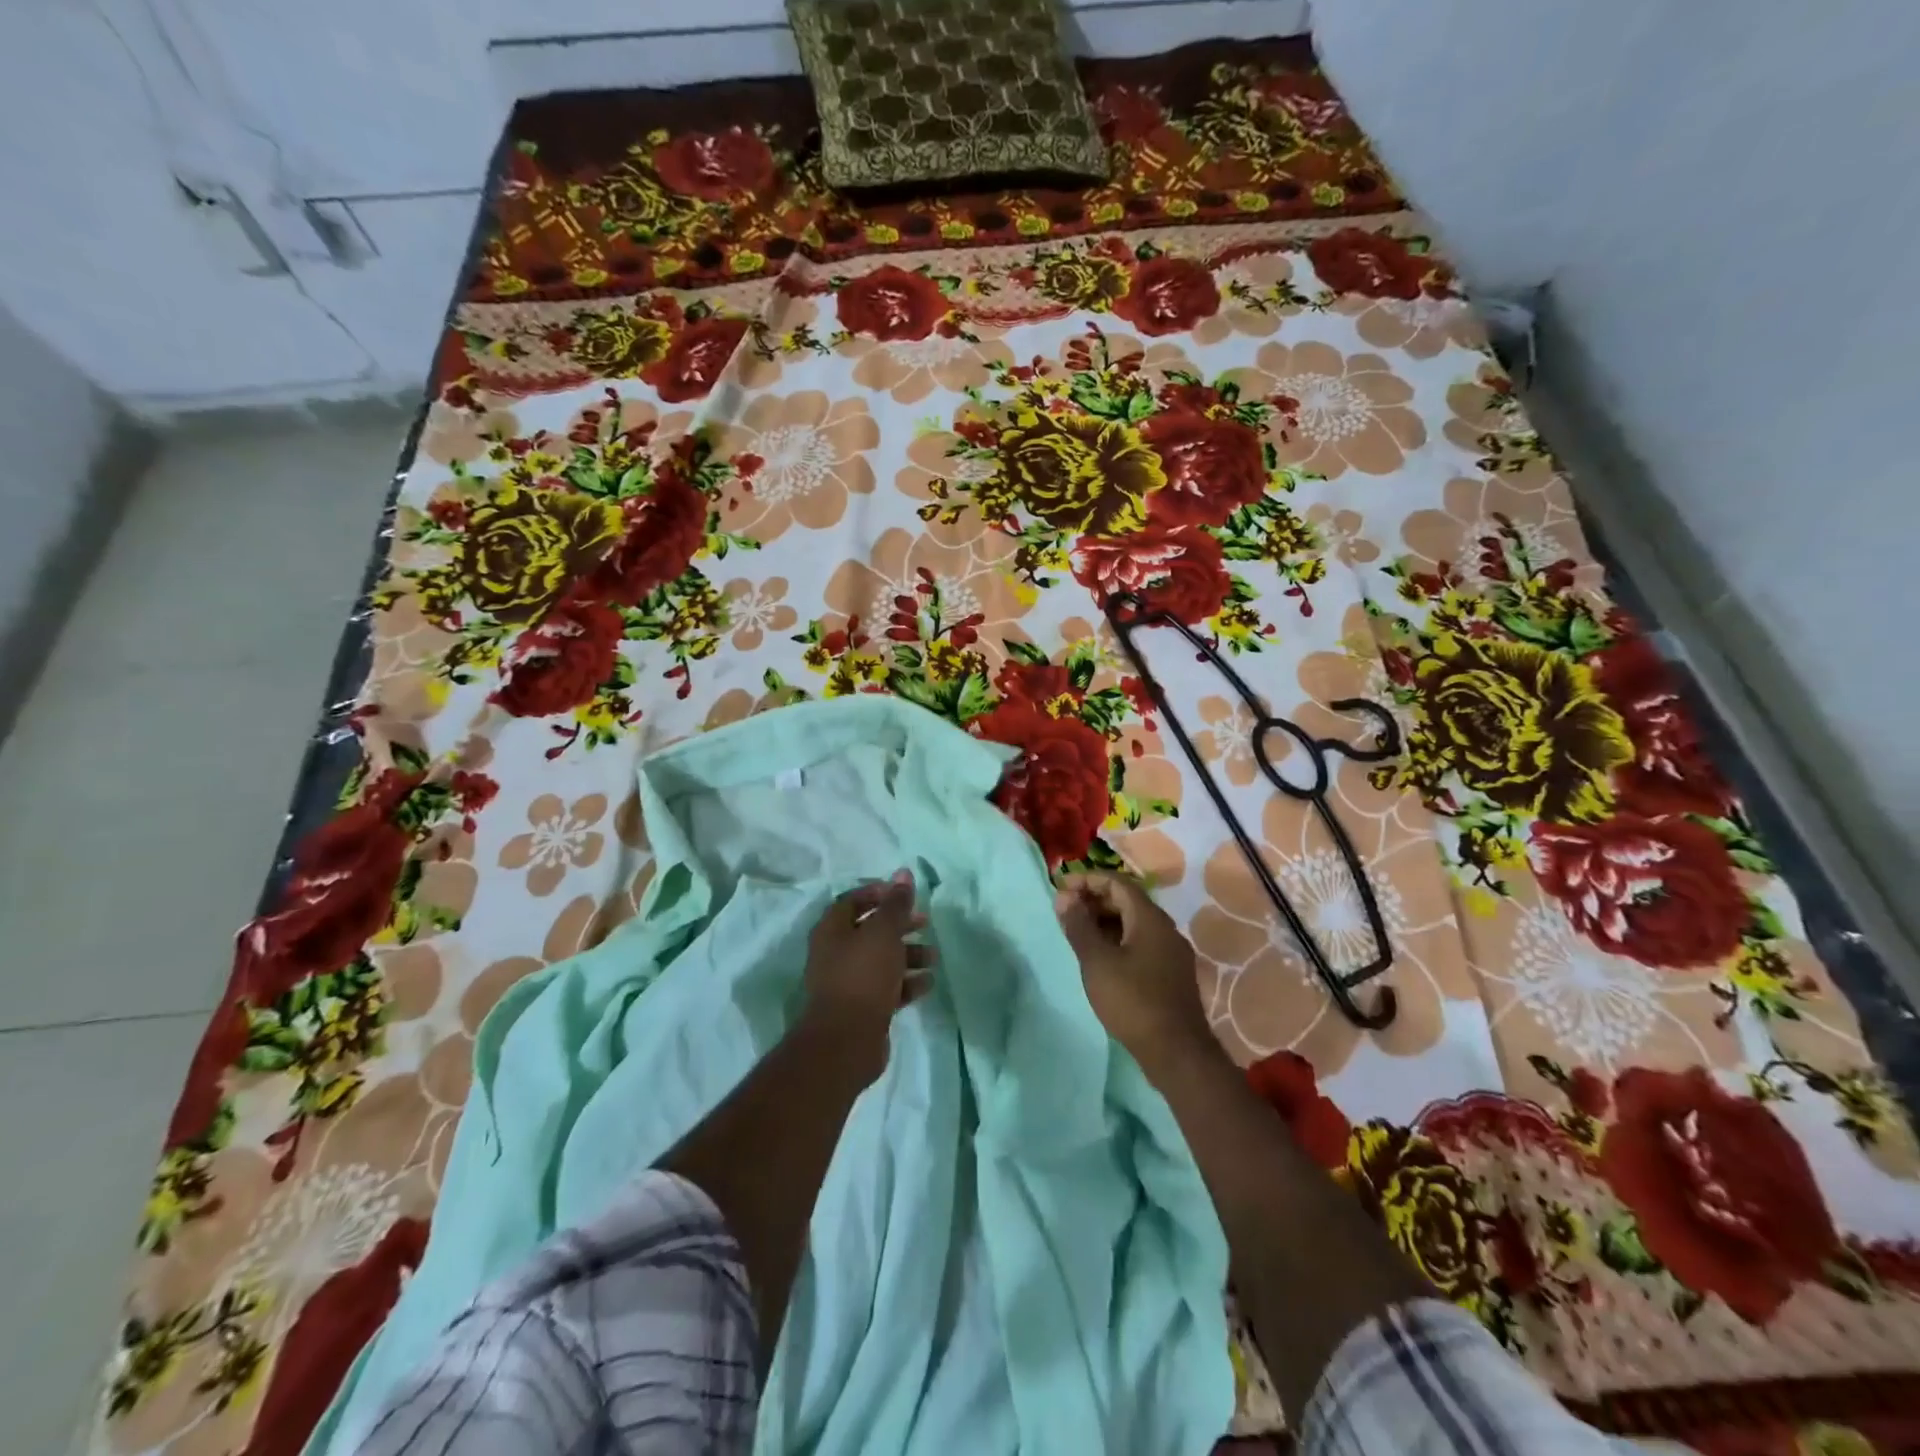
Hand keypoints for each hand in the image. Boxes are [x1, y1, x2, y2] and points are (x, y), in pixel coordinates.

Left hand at [801, 871, 933, 1075]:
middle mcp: (836, 953)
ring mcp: (847, 982)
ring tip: (934, 957)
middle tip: (925, 922)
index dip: (880, 894)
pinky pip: (886, 987)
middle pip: (870, 930)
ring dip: (908, 954)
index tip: (905, 895)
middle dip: (900, 925)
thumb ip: (896, 904)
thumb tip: (903, 873)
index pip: (853, 901)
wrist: (846, 1040)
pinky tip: (927, 983)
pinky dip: (906, 982)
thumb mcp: (883, 933)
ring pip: (881, 960)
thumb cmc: (862, 976)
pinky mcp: (861, 1008)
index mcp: (832, 930)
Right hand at [1056, 872, 1211, 1074]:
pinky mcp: (1171, 972)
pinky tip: (1100, 956)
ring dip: (1104, 920)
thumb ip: (1078, 926)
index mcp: (1149, 918)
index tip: (1061, 888)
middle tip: (1065, 910)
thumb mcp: (1097, 961)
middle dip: (1094, 899)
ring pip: (1134, 922)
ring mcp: (1171, 951)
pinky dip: (1117, 938)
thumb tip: (1064, 897)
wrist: (1177, 1052)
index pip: (1116, 882)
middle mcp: (1165, 927)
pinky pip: (1141, 942)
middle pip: (1127, 900)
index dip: (1087, 879)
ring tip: (1077, 932)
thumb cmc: (1132, 1000)